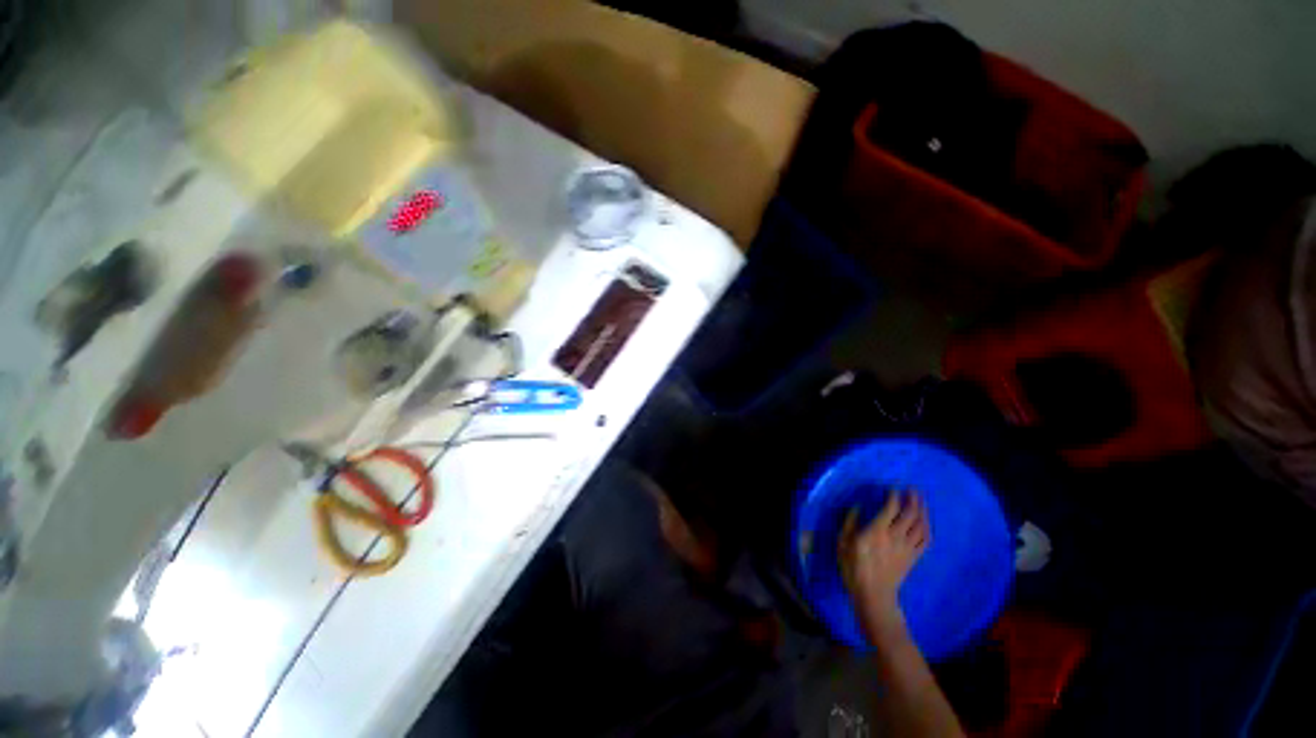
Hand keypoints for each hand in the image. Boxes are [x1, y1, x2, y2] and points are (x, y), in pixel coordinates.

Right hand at [839, 491, 930, 642]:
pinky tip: (925, 523)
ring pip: (921, 526)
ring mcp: (907, 548)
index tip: (893, 487)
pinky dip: (927, 528)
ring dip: (923, 512)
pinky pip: (925, 540)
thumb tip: (857, 507)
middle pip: (910, 514)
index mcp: (876, 532)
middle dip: (913, 500)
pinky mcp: (913, 558)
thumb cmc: (854, 567)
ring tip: (921, 502)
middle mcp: (895, 537)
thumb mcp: (843, 543)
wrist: (873, 595)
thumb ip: (849, 523)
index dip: (894, 496)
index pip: (890, 508)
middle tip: (913, 490)